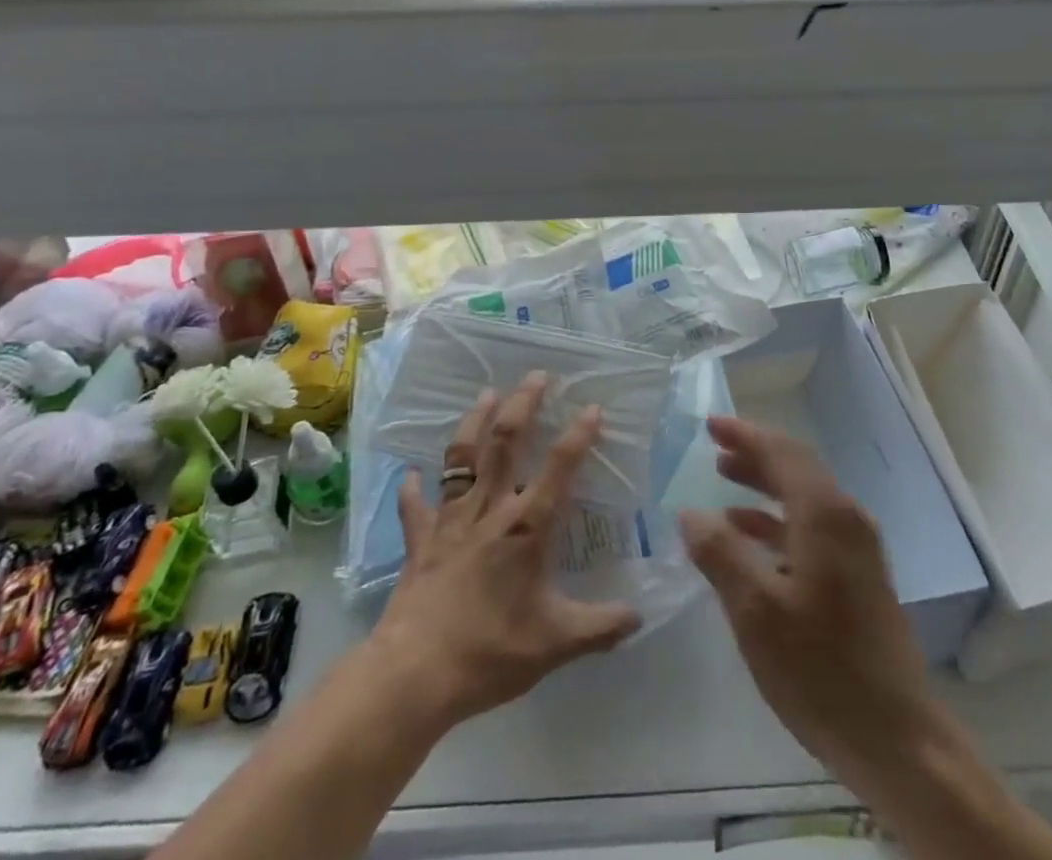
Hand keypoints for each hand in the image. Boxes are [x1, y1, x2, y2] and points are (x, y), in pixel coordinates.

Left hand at [371, 374, 642, 729]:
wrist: (416, 674)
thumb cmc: (491, 651)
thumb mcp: (557, 643)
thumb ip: (601, 627)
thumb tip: (641, 618)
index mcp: (527, 526)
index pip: (560, 467)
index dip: (578, 434)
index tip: (592, 407)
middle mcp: (490, 509)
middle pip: (506, 442)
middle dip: (522, 405)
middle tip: (535, 376)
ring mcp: (450, 520)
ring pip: (462, 457)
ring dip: (474, 422)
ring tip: (486, 394)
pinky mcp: (420, 540)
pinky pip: (415, 506)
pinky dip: (413, 488)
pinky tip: (411, 474)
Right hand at [678, 416, 937, 793]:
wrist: (896, 739)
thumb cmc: (820, 670)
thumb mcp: (756, 612)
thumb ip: (720, 554)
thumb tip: (690, 513)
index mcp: (825, 515)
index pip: (781, 452)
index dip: (744, 434)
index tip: (709, 424)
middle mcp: (846, 519)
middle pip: (795, 469)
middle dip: (753, 455)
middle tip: (713, 449)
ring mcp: (858, 548)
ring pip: (804, 497)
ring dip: (764, 486)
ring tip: (724, 482)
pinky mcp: (859, 576)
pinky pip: (812, 527)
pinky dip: (778, 522)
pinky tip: (750, 539)